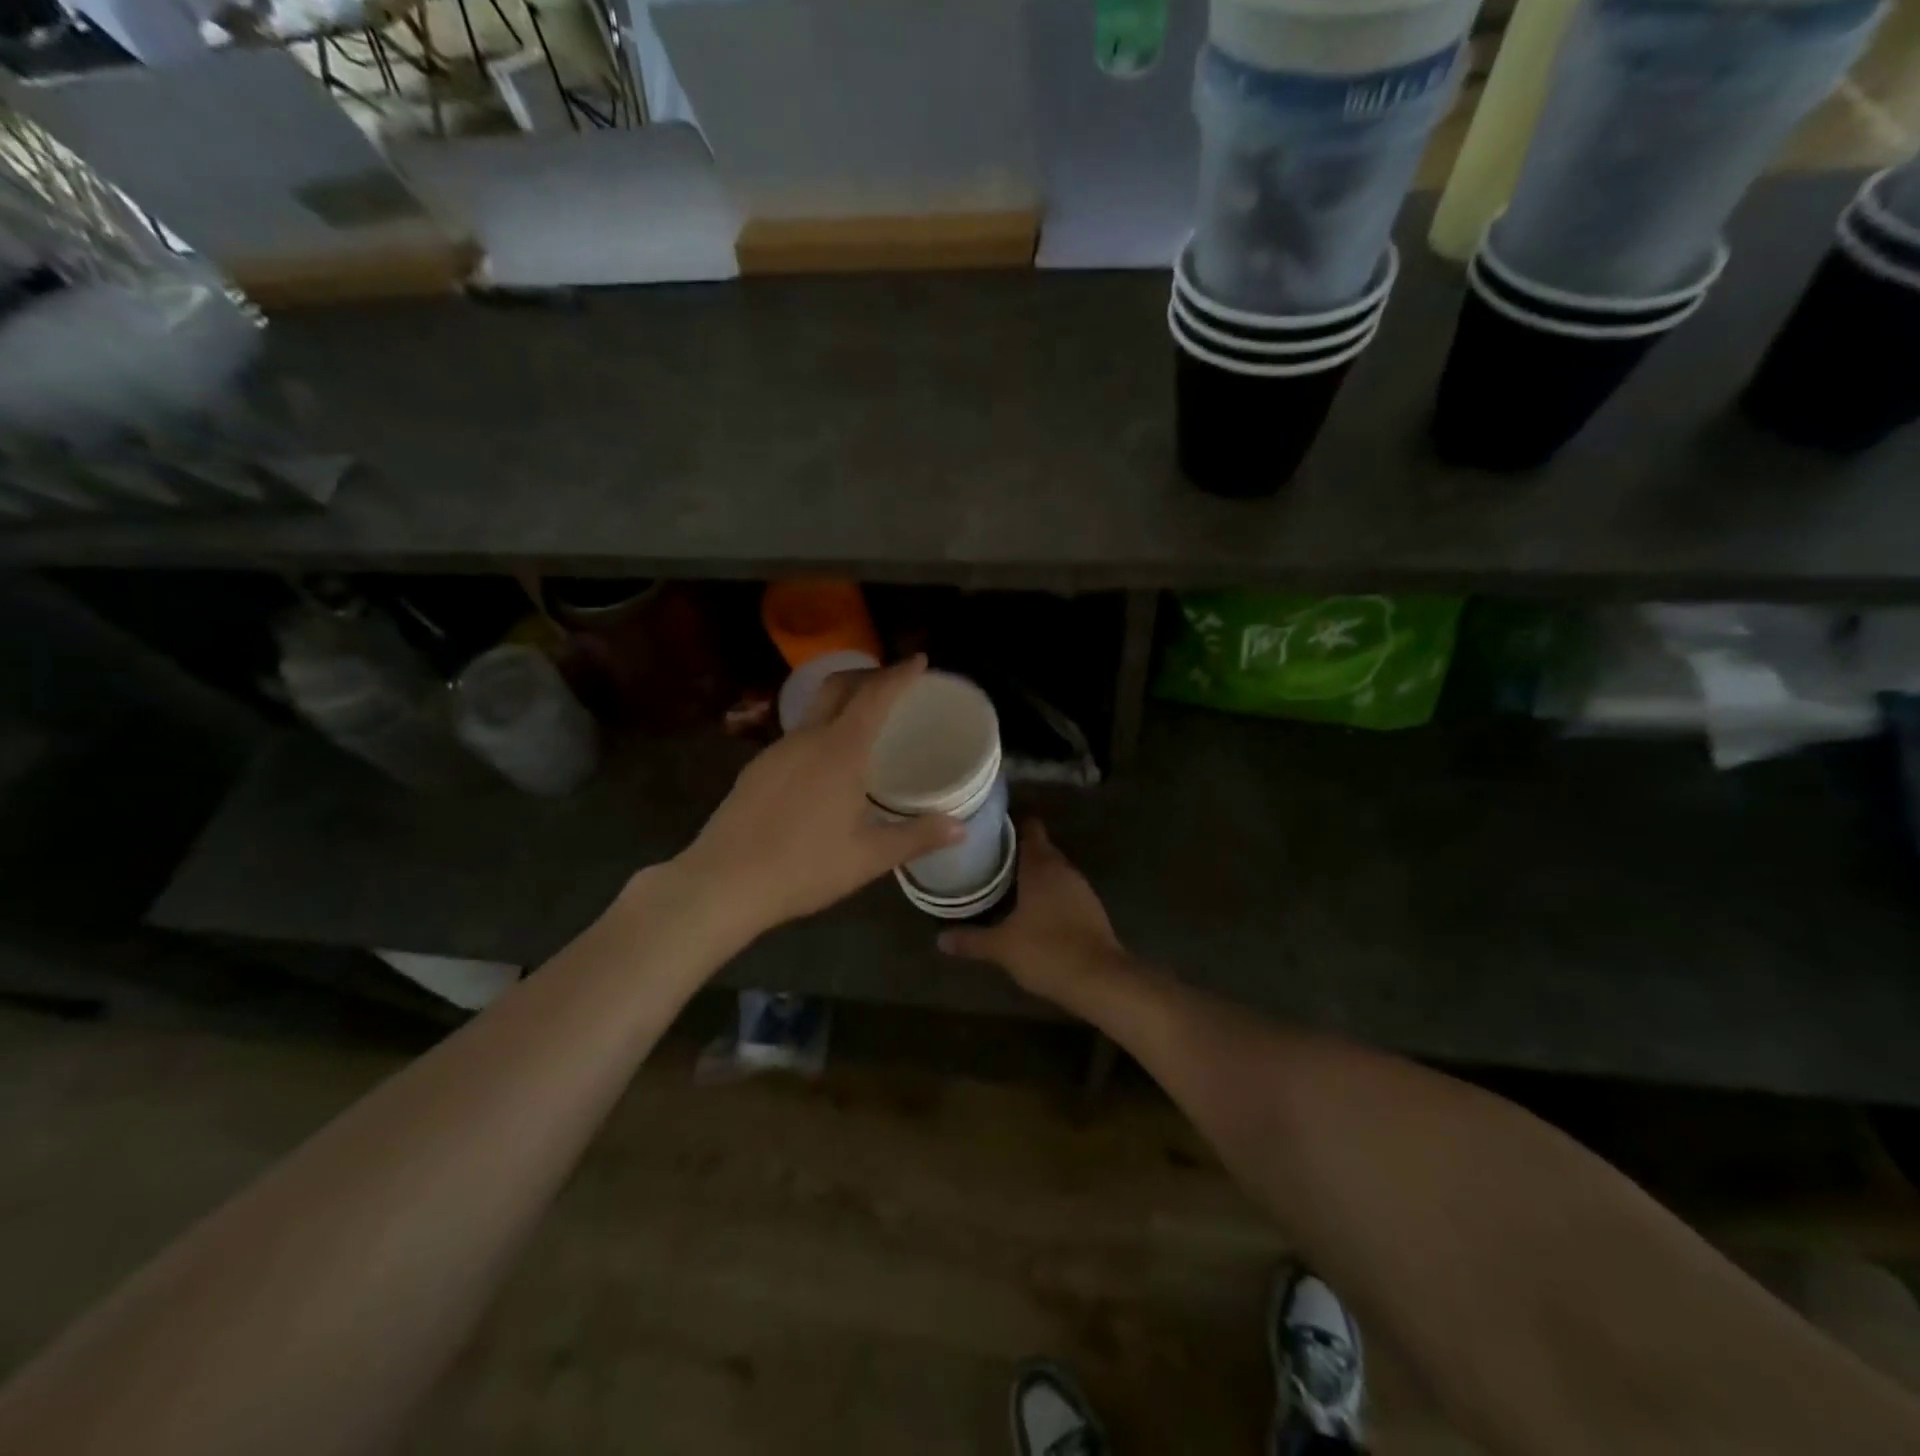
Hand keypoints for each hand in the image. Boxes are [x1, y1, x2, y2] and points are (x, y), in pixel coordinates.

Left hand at [674, 655, 963, 936]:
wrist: (722, 883)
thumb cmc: (803, 867)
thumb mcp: (868, 857)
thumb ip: (916, 837)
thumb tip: (960, 828)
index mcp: (840, 751)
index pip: (875, 696)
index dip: (900, 674)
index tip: (919, 660)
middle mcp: (807, 739)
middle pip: (838, 686)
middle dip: (869, 675)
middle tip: (894, 682)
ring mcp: (776, 751)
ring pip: (814, 710)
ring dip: (843, 702)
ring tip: (866, 724)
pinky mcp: (756, 769)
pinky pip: (797, 735)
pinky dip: (821, 730)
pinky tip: (827, 763)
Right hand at [937, 820, 1125, 1000]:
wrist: (1100, 979)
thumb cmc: (1047, 950)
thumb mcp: (1002, 947)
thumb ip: (970, 939)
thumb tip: (940, 939)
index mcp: (1041, 866)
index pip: (1029, 828)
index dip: (1011, 824)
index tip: (990, 827)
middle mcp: (1063, 869)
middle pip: (1040, 848)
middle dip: (1017, 851)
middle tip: (988, 856)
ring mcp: (1081, 888)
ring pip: (1053, 870)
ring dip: (1034, 874)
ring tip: (1004, 881)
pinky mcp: (1091, 909)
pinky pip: (1064, 890)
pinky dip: (1049, 894)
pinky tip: (1032, 909)